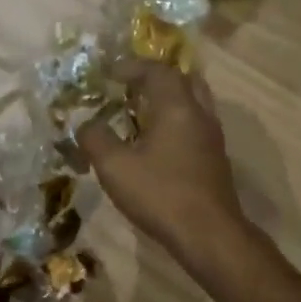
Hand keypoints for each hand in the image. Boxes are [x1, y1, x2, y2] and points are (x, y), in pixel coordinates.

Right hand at [76, 59, 250, 269]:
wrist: (208, 234)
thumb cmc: (160, 195)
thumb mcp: (115, 167)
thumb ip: (96, 139)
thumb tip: (85, 124)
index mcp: (176, 106)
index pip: (156, 71)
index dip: (131, 67)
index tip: (109, 74)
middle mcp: (199, 114)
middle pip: (182, 81)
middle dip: (155, 80)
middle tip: (130, 89)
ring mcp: (212, 138)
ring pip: (192, 105)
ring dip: (168, 103)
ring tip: (141, 116)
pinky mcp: (215, 161)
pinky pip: (195, 128)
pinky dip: (176, 125)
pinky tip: (158, 146)